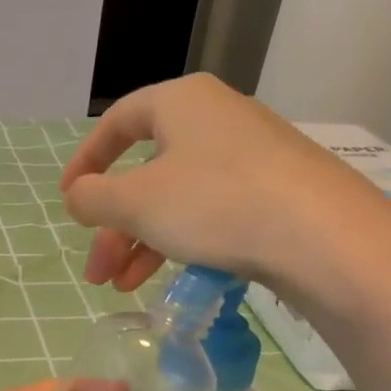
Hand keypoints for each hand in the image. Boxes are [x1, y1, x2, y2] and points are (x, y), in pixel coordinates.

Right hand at [60, 73, 390, 332]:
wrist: (322, 235)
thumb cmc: (216, 203)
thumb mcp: (137, 202)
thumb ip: (94, 199)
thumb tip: (76, 196)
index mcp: (181, 102)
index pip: (117, 122)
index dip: (85, 161)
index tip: (68, 200)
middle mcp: (216, 119)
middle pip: (145, 171)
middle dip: (114, 227)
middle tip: (97, 273)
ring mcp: (250, 156)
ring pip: (176, 198)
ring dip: (142, 243)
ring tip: (123, 287)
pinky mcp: (275, 192)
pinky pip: (211, 212)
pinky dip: (181, 243)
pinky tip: (169, 278)